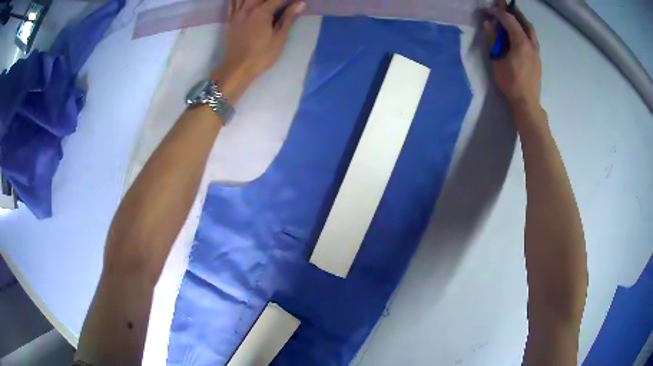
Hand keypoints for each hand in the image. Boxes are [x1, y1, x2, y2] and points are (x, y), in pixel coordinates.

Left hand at [211, 0, 305, 102]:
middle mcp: (247, 9)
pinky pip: (233, 4)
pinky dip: (237, 0)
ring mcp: (237, 14)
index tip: (297, 2)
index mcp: (261, 12)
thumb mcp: (279, 38)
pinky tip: (245, 2)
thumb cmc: (261, 55)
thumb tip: (302, 3)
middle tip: (282, 4)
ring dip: (257, 0)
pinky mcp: (230, 21)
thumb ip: (289, 18)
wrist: (236, 69)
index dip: (289, 0)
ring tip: (266, 3)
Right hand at [484, 3, 541, 108]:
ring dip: (521, 21)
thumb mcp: (497, 60)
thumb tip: (488, 24)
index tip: (488, 10)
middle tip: (504, 6)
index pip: (509, 20)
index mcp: (521, 42)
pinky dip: (526, 31)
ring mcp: (536, 52)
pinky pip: (532, 38)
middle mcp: (531, 44)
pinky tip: (520, 33)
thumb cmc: (510, 82)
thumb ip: (493, 40)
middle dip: (513, 12)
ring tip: (513, 17)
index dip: (498, 12)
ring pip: (531, 30)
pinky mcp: (538, 59)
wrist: (527, 102)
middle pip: (524, 22)